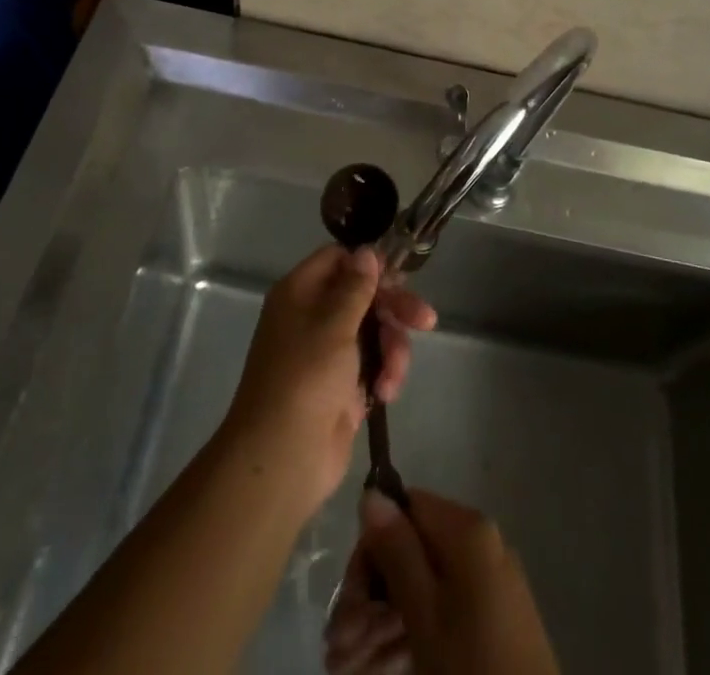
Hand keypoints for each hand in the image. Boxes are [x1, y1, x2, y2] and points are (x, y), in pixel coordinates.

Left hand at [218, 245, 435, 518]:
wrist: (283, 458)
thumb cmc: (305, 378)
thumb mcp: (334, 324)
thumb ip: (356, 287)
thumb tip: (366, 251)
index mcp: (301, 292)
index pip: (338, 259)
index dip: (369, 265)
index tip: (399, 277)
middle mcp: (313, 316)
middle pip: (363, 296)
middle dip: (395, 309)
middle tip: (425, 320)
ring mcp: (328, 353)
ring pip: (374, 331)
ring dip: (392, 349)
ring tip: (392, 378)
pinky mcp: (343, 386)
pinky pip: (374, 364)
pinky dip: (385, 374)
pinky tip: (385, 392)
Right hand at [324, 489, 559, 674]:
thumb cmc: (471, 667)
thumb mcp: (425, 613)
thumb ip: (397, 550)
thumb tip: (371, 493)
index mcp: (466, 529)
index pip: (405, 508)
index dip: (372, 545)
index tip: (347, 593)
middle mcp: (478, 545)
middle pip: (410, 552)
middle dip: (369, 595)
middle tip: (337, 645)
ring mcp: (486, 586)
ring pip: (420, 590)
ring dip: (379, 623)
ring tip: (344, 665)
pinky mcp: (489, 624)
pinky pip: (439, 615)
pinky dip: (406, 636)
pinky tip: (374, 668)